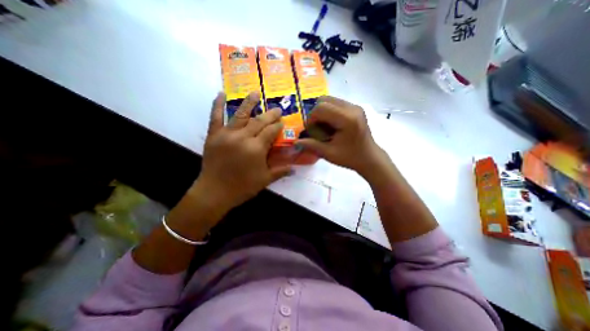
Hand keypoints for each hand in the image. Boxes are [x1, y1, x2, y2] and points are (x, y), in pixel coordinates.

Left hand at [195, 92, 291, 212]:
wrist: (215, 192)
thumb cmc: (242, 187)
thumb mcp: (265, 180)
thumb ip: (280, 172)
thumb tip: (295, 168)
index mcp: (256, 148)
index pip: (271, 131)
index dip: (277, 125)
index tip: (282, 121)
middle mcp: (243, 137)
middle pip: (259, 121)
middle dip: (270, 114)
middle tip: (277, 108)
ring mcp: (227, 134)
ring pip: (240, 114)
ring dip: (249, 103)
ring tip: (255, 93)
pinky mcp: (214, 135)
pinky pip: (215, 117)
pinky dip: (217, 104)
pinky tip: (220, 94)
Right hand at [295, 96, 387, 177]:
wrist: (369, 158)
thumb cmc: (350, 158)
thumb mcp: (329, 153)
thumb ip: (311, 145)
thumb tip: (295, 142)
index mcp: (347, 119)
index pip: (321, 108)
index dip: (311, 119)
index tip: (312, 131)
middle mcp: (352, 108)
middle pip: (324, 100)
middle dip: (316, 114)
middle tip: (317, 128)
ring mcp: (355, 106)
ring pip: (329, 100)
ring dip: (322, 112)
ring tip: (324, 127)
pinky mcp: (355, 108)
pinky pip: (336, 103)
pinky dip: (329, 112)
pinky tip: (331, 125)